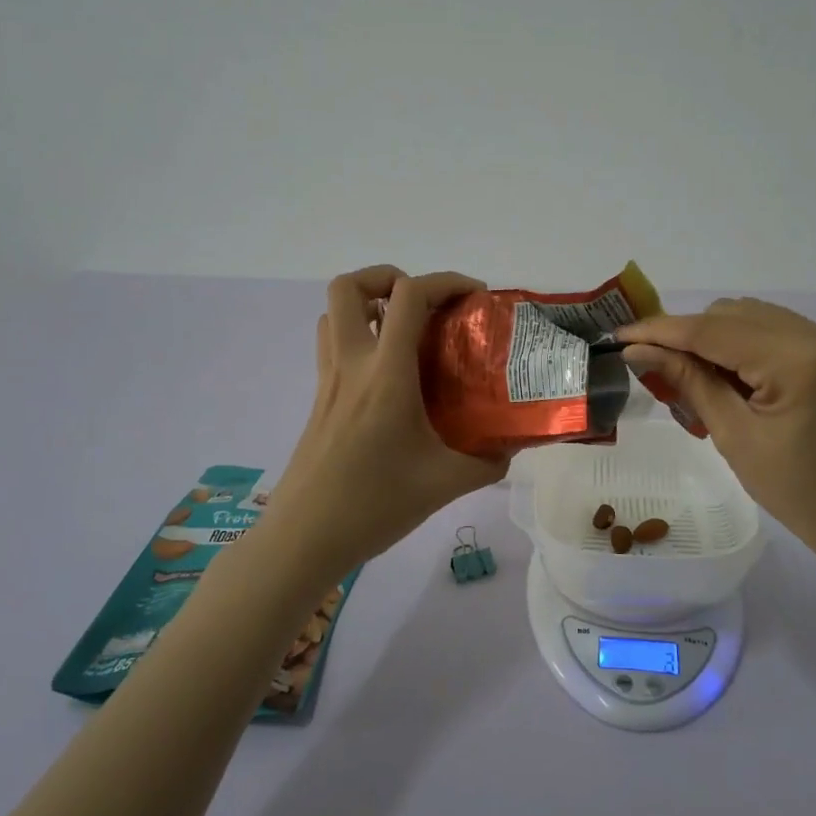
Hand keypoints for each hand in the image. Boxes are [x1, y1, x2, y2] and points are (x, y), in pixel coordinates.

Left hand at [259, 267, 508, 590]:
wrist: (305, 538)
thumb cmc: (374, 505)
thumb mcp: (445, 484)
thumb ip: (487, 463)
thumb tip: (510, 448)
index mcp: (386, 374)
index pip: (408, 296)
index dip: (445, 281)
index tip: (474, 299)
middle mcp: (352, 364)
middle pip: (349, 286)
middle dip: (388, 277)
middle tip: (425, 305)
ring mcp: (328, 380)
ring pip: (333, 313)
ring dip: (368, 306)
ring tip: (405, 332)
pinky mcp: (319, 399)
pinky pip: (332, 345)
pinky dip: (357, 337)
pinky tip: (388, 375)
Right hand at [618, 299, 815, 565]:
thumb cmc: (798, 492)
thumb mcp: (734, 437)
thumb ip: (688, 383)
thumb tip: (638, 351)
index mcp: (799, 360)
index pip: (714, 331)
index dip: (661, 331)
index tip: (619, 337)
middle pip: (731, 314)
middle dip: (687, 336)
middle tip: (654, 370)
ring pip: (750, 318)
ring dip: (712, 340)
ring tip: (690, 380)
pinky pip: (772, 332)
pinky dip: (740, 347)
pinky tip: (726, 378)